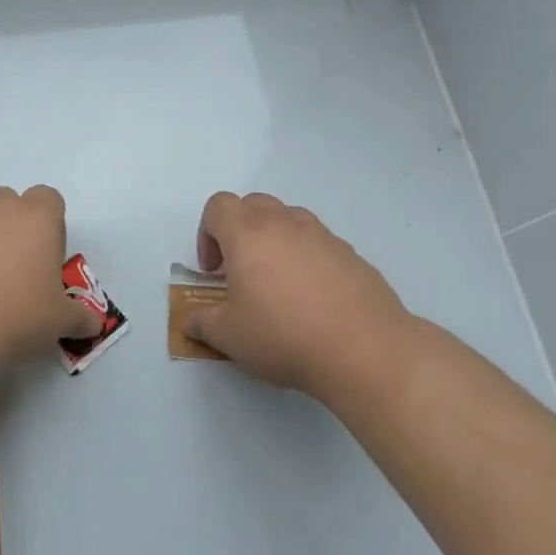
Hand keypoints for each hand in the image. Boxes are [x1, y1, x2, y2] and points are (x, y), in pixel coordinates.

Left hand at [0, 186, 102, 367]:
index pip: (49, 199)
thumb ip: (80, 317)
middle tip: (10, 269)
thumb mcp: (59, 322)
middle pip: (7, 202)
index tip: (44, 256)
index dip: (49, 224)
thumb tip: (94, 323)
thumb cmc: (15, 316)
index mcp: (35, 217)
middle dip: (10, 226)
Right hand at [181, 192, 420, 396]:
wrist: (364, 351)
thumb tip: (191, 322)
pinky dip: (308, 259)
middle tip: (241, 271)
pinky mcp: (352, 255)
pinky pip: (319, 243)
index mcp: (248, 233)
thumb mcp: (229, 337)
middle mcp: (285, 224)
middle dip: (239, 230)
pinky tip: (313, 300)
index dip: (206, 233)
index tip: (214, 271)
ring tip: (278, 283)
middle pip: (254, 204)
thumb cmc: (283, 336)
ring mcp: (323, 236)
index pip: (218, 206)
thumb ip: (203, 323)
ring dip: (275, 240)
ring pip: (290, 219)